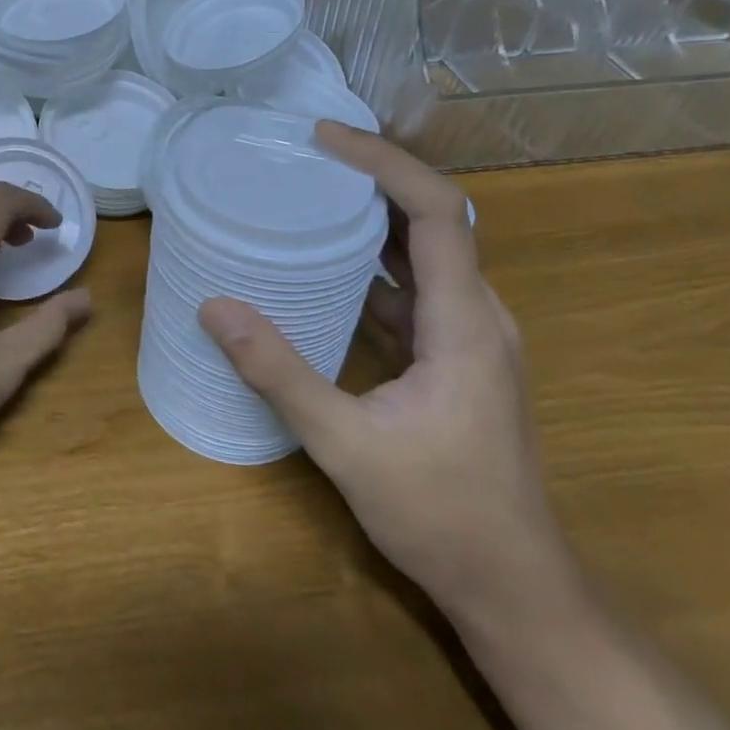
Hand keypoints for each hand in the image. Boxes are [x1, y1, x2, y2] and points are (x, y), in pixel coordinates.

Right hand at [198, 122, 569, 615]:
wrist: (516, 590)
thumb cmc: (443, 516)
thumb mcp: (347, 445)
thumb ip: (279, 373)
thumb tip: (214, 308)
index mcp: (464, 322)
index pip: (438, 211)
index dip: (385, 163)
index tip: (325, 139)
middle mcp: (476, 316)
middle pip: (434, 219)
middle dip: (373, 176)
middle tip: (305, 155)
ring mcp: (468, 338)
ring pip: (423, 253)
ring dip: (371, 216)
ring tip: (307, 192)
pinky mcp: (451, 359)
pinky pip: (412, 289)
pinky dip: (370, 262)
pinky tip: (321, 266)